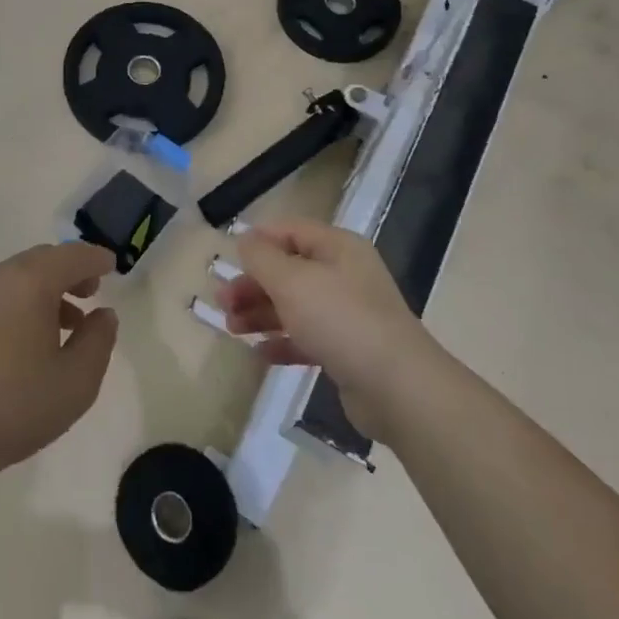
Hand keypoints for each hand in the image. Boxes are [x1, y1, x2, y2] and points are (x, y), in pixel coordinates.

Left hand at [0, 242, 118, 482]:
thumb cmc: (14, 404)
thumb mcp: (76, 381)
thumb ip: (98, 341)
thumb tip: (102, 314)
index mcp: (32, 281)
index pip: (73, 255)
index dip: (96, 259)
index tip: (112, 267)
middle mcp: (0, 277)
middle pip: (43, 260)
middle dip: (70, 272)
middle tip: (90, 294)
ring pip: (18, 278)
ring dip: (45, 291)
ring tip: (64, 325)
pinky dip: (21, 304)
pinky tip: (26, 343)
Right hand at [217, 219, 430, 439]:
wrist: (397, 387)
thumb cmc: (340, 320)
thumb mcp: (292, 281)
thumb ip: (262, 258)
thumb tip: (245, 239)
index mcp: (337, 247)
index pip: (290, 230)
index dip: (258, 240)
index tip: (227, 258)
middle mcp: (344, 274)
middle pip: (289, 270)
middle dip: (252, 284)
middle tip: (221, 302)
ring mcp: (348, 314)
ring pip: (295, 305)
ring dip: (261, 313)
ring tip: (231, 329)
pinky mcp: (348, 350)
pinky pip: (307, 337)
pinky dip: (282, 341)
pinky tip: (259, 353)